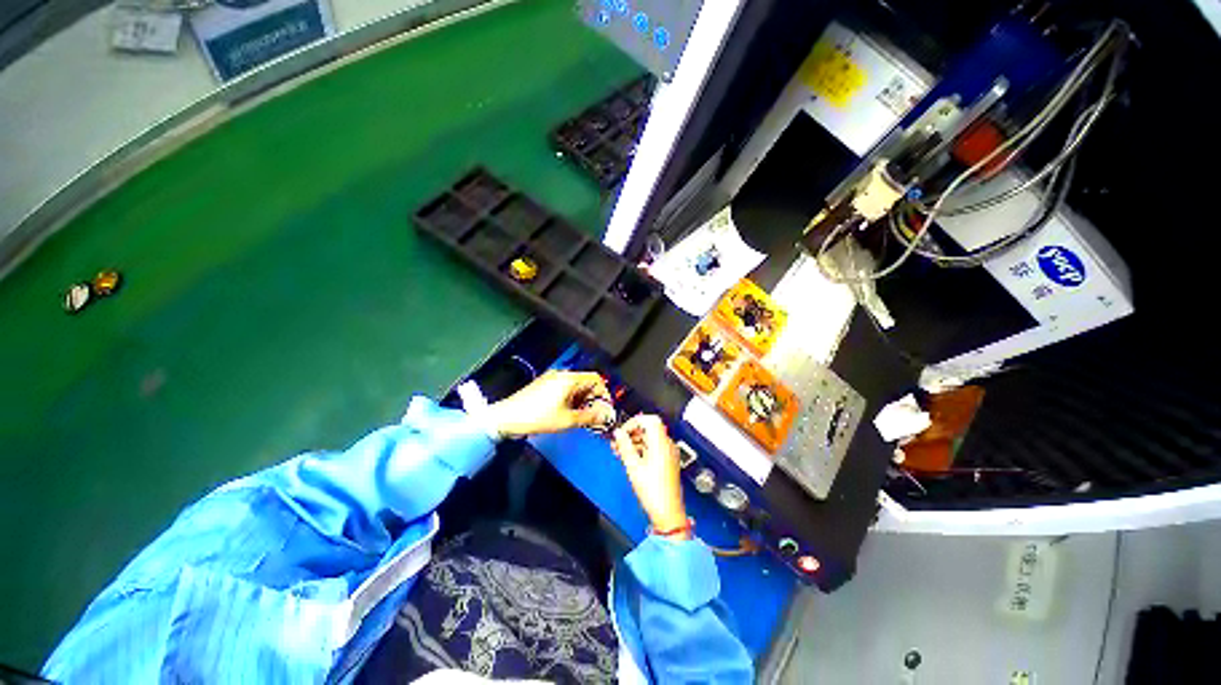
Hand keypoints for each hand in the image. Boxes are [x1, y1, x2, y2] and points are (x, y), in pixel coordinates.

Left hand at [486, 370, 615, 438]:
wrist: (507, 417)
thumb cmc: (537, 417)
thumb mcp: (567, 420)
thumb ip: (589, 417)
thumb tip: (605, 416)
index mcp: (569, 379)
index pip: (596, 379)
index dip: (604, 393)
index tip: (605, 407)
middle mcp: (561, 374)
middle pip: (586, 382)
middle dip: (593, 398)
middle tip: (594, 415)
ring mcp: (551, 378)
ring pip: (575, 386)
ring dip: (582, 400)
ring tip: (581, 416)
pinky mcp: (544, 385)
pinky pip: (565, 388)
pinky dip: (571, 399)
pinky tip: (568, 412)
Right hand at [612, 415, 689, 539]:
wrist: (667, 511)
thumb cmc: (654, 492)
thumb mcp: (633, 466)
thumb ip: (624, 446)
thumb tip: (619, 433)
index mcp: (661, 443)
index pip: (649, 419)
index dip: (633, 422)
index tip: (622, 431)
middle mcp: (668, 445)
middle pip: (649, 428)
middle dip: (632, 433)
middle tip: (618, 441)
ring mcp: (669, 453)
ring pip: (650, 438)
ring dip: (635, 441)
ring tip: (620, 451)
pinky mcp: (668, 461)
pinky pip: (654, 448)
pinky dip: (642, 449)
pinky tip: (631, 458)